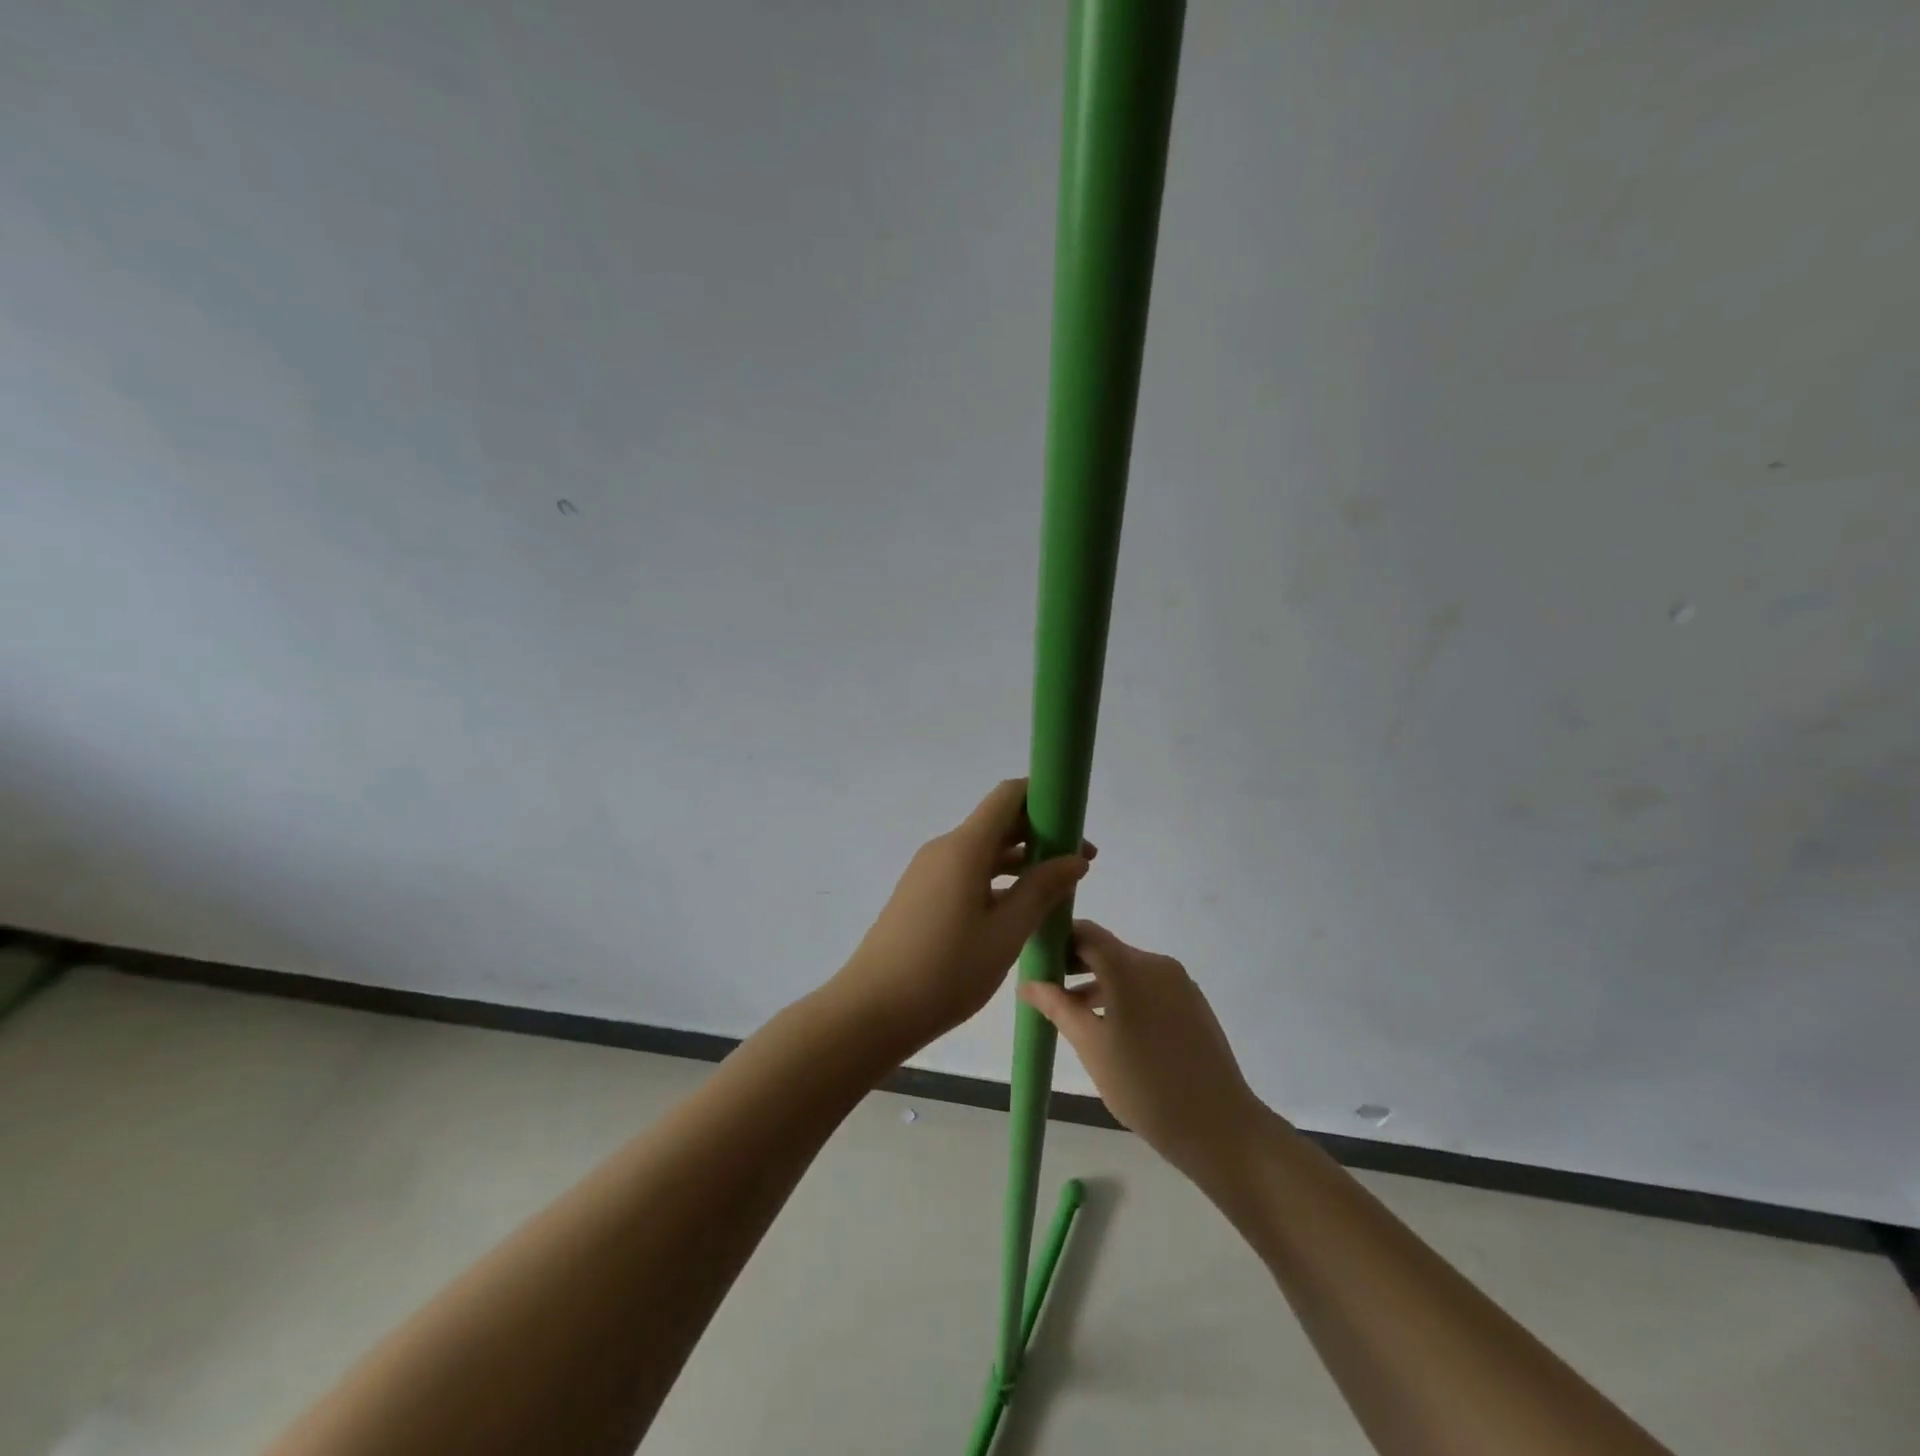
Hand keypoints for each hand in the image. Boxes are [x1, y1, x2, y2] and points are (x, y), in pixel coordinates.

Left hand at [831, 779, 1092, 1054]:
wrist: (872, 1009)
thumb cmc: (946, 970)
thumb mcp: (1005, 932)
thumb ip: (1042, 889)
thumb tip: (1075, 858)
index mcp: (964, 847)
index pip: (1007, 796)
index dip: (1044, 797)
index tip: (1074, 822)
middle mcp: (944, 849)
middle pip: (997, 822)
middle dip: (1040, 835)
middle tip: (1079, 863)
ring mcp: (929, 872)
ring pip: (983, 851)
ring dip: (1020, 861)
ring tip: (1057, 891)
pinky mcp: (921, 895)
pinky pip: (966, 872)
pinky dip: (996, 880)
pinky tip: (1018, 910)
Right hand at [1021, 920, 1264, 1182]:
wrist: (1219, 1126)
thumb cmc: (1144, 1085)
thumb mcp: (1091, 1046)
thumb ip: (1057, 1007)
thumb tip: (1028, 983)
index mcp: (1129, 966)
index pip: (1084, 932)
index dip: (1056, 941)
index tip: (1035, 964)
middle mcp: (1156, 963)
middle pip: (1106, 950)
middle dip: (1074, 965)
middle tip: (1047, 992)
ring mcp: (1179, 983)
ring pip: (1127, 971)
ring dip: (1098, 985)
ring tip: (1073, 1017)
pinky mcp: (1193, 1003)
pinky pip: (1148, 987)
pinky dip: (1124, 997)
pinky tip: (1112, 1030)